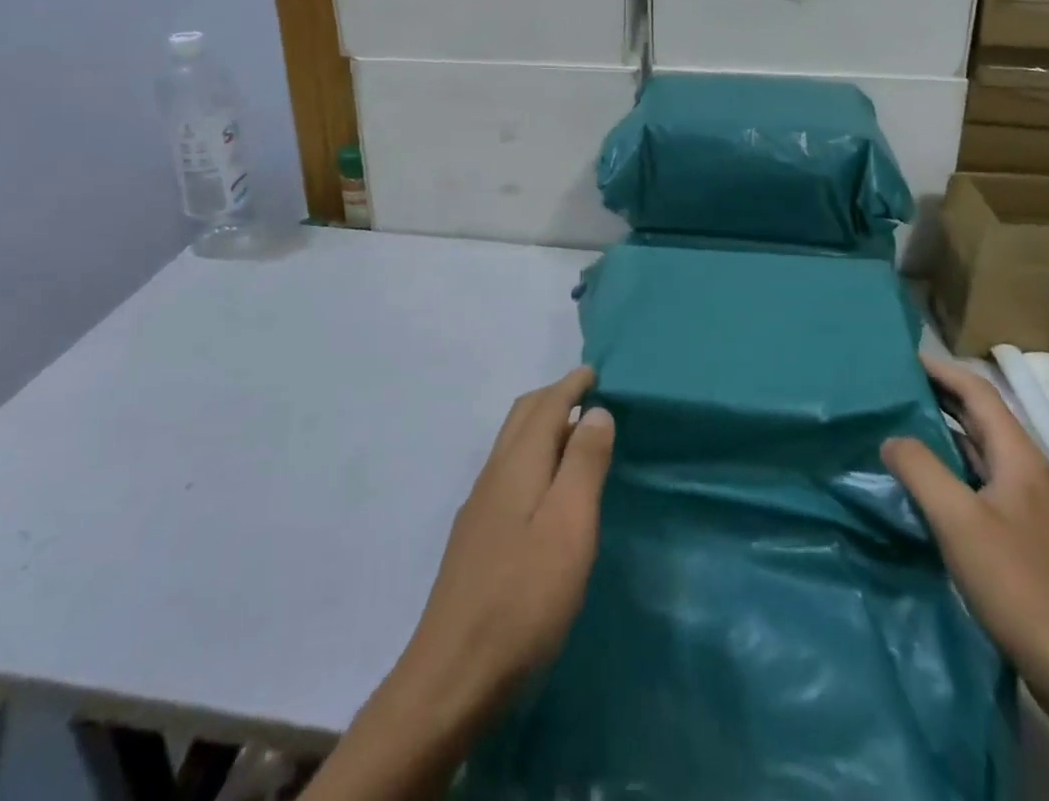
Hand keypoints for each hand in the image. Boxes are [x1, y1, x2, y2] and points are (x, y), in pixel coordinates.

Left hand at [397, 366, 615, 720]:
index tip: (593, 371)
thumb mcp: (569, 527)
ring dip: (541, 426)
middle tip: (586, 394)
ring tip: (574, 434)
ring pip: (512, 444)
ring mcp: (480, 507)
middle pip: (522, 417)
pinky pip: (508, 471)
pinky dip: (533, 455)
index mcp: (517, 465)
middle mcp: (494, 475)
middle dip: (553, 397)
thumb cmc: (523, 598)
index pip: (546, 406)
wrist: (452, 676)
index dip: (570, 385)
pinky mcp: (476, 538)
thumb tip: (595, 410)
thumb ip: (584, 465)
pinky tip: (545, 487)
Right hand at [881, 354, 1048, 692]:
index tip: (902, 358)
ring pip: (981, 451)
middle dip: (940, 396)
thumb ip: (920, 468)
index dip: (941, 370)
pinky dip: (951, 466)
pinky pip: (981, 480)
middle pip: (981, 417)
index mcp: (1020, 457)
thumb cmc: (1018, 584)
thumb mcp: (958, 520)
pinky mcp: (1024, 535)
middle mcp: (1028, 471)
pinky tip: (926, 480)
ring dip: (943, 432)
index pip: (978, 393)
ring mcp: (1029, 505)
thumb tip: (892, 439)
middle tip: (893, 387)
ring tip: (899, 424)